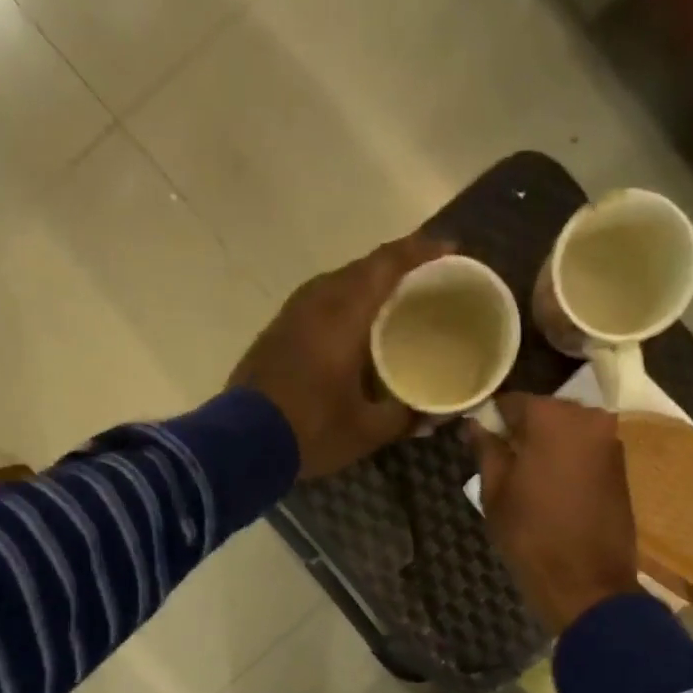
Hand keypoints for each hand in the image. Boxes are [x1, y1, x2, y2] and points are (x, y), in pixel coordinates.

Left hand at [228, 234, 450, 479]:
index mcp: (343, 315)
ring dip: (369, 283)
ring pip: (338, 282)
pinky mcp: (277, 330)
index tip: (450, 248)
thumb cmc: (311, 430)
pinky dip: (346, 301)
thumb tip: (436, 414)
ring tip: (397, 298)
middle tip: (429, 277)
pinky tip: (357, 324)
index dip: (421, 252)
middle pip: (363, 267)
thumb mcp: (367, 430)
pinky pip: (321, 300)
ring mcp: (292, 314)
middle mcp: (317, 302)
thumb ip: (405, 417)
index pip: (387, 265)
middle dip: (399, 265)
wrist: (242, 444)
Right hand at [467, 394, 640, 634]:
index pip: (511, 402)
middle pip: (544, 412)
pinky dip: (567, 460)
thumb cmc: (531, 536)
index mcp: (552, 417)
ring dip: (546, 446)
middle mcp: (588, 418)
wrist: (587, 584)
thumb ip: (487, 449)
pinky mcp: (621, 466)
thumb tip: (476, 425)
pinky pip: (585, 450)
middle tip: (501, 460)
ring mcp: (610, 441)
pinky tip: (552, 487)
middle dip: (522, 431)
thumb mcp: (495, 492)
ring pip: (567, 431)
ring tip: (525, 477)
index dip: (491, 419)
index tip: (478, 440)